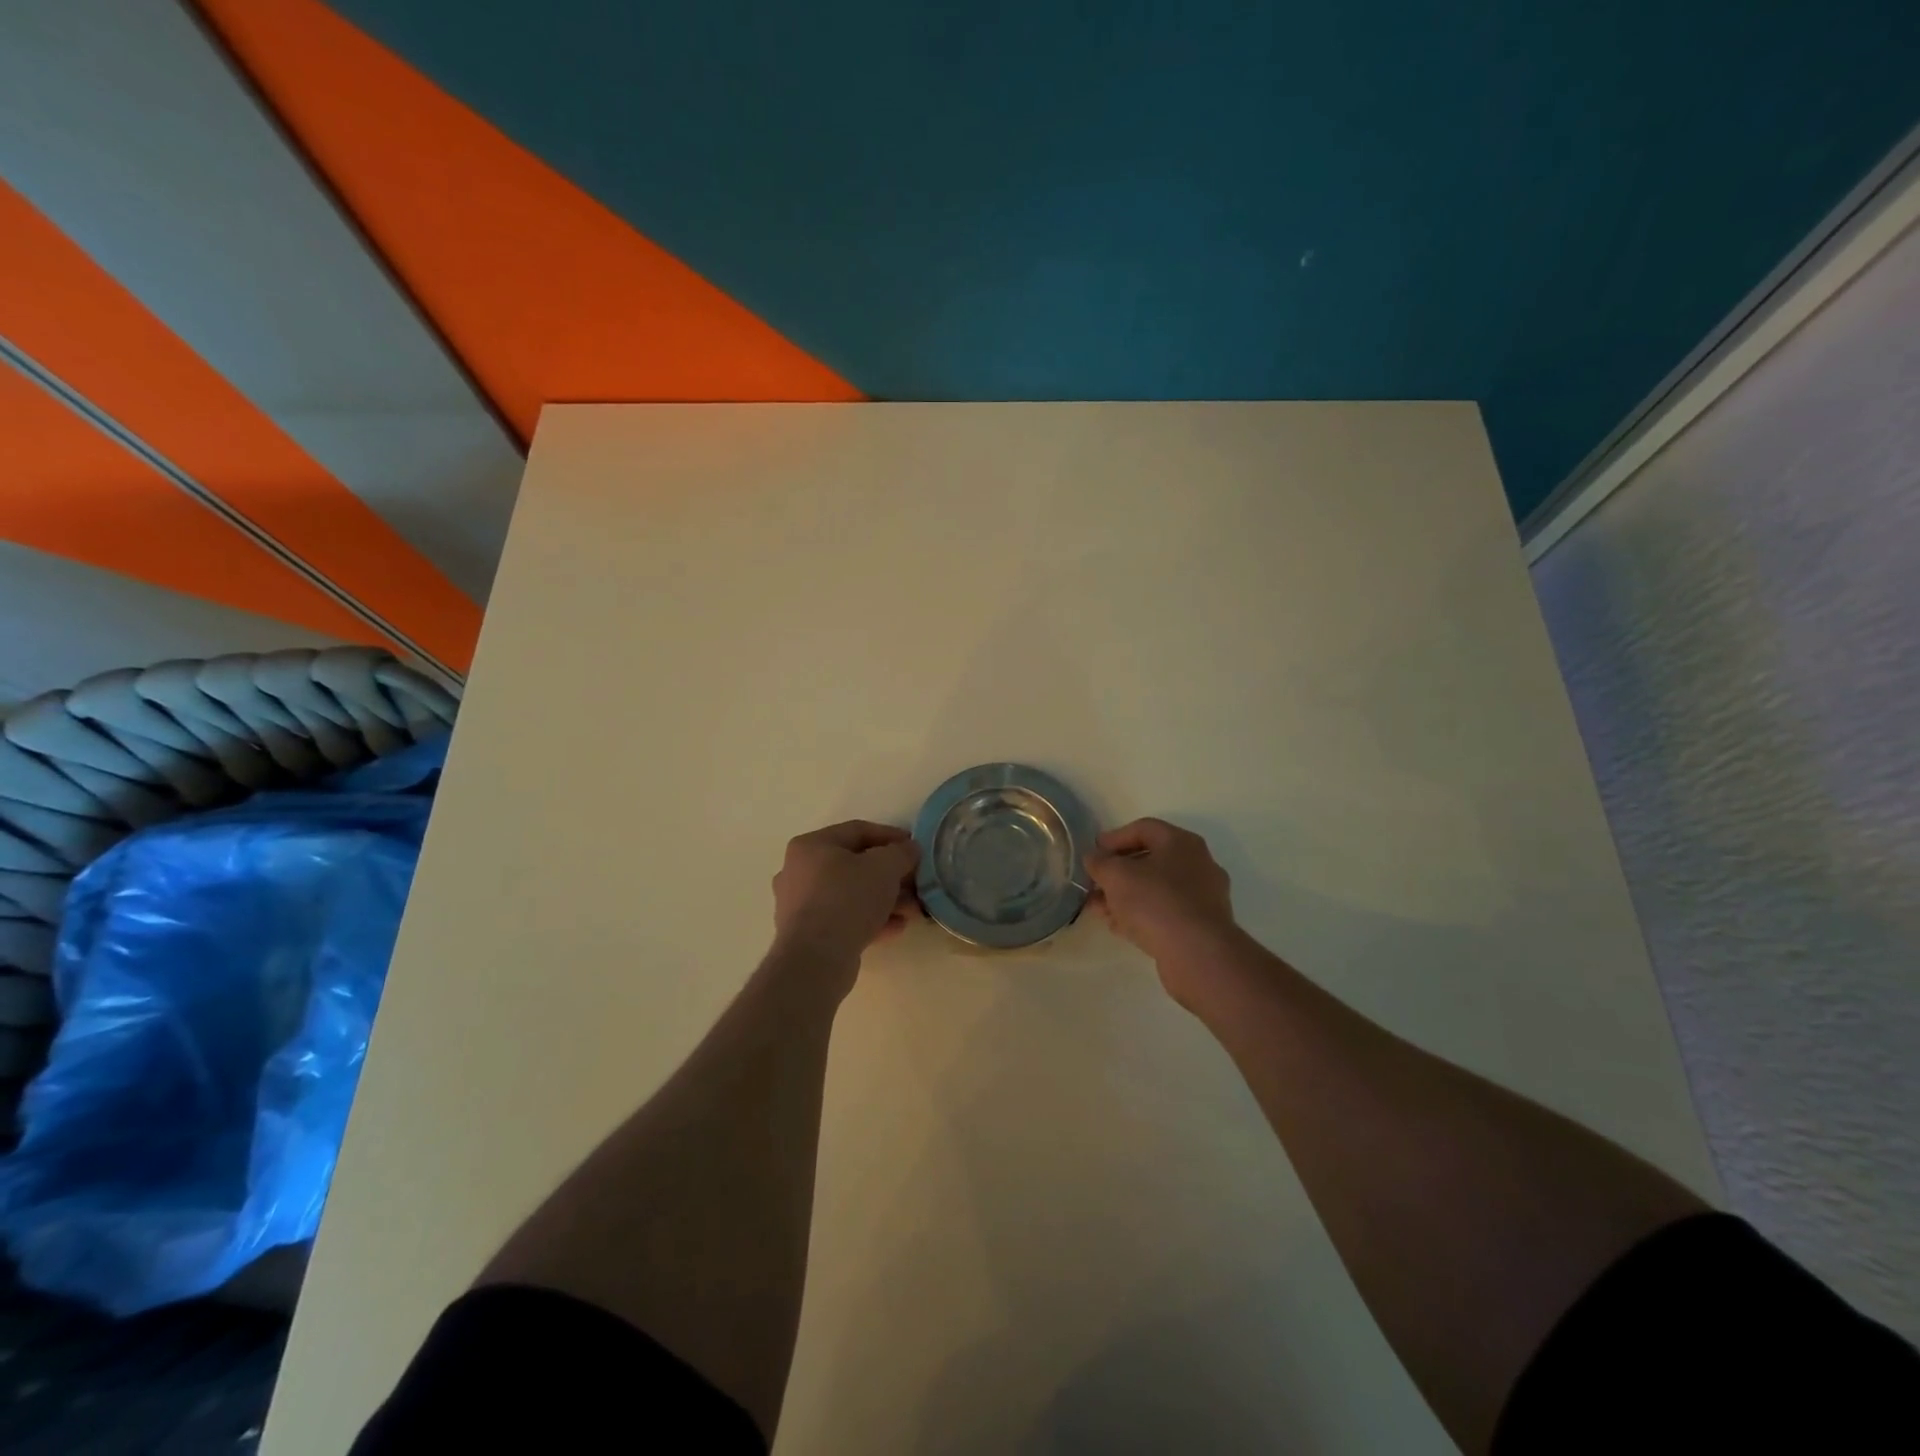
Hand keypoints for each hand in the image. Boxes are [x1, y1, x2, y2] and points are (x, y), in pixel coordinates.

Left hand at [771, 820, 920, 977]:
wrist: (816, 959)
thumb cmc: (848, 899)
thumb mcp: (885, 867)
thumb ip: (901, 853)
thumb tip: (909, 849)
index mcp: (811, 846)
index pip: (857, 831)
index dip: (891, 836)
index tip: (915, 848)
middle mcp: (799, 871)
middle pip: (854, 865)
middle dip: (890, 875)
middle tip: (916, 883)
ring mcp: (800, 905)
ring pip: (851, 894)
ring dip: (884, 900)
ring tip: (912, 910)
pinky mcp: (807, 935)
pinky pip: (844, 918)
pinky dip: (870, 919)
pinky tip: (896, 928)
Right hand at [1084, 818, 1243, 1002]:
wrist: (1198, 953)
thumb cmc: (1155, 901)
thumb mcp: (1116, 876)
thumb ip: (1100, 862)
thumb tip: (1094, 858)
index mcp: (1181, 842)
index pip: (1143, 828)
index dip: (1114, 838)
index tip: (1093, 853)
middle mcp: (1197, 864)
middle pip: (1150, 860)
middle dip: (1117, 872)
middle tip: (1094, 883)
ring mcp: (1202, 896)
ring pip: (1156, 889)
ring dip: (1125, 896)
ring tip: (1099, 908)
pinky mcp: (1201, 926)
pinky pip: (1165, 912)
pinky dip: (1141, 914)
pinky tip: (1118, 926)